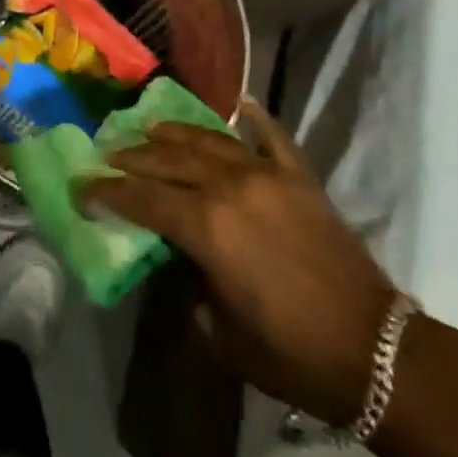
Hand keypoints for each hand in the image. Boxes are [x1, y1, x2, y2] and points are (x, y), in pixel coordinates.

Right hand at [80, 100, 397, 423]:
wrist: (375, 351)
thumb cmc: (291, 353)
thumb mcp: (221, 333)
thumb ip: (190, 286)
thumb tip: (179, 261)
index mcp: (207, 226)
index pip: (142, 197)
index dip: (107, 191)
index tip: (81, 185)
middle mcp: (230, 185)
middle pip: (168, 159)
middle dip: (131, 156)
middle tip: (105, 152)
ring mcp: (268, 174)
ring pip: (208, 140)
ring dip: (173, 133)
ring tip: (147, 128)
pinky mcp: (300, 177)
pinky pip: (272, 136)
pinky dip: (253, 118)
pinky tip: (239, 103)